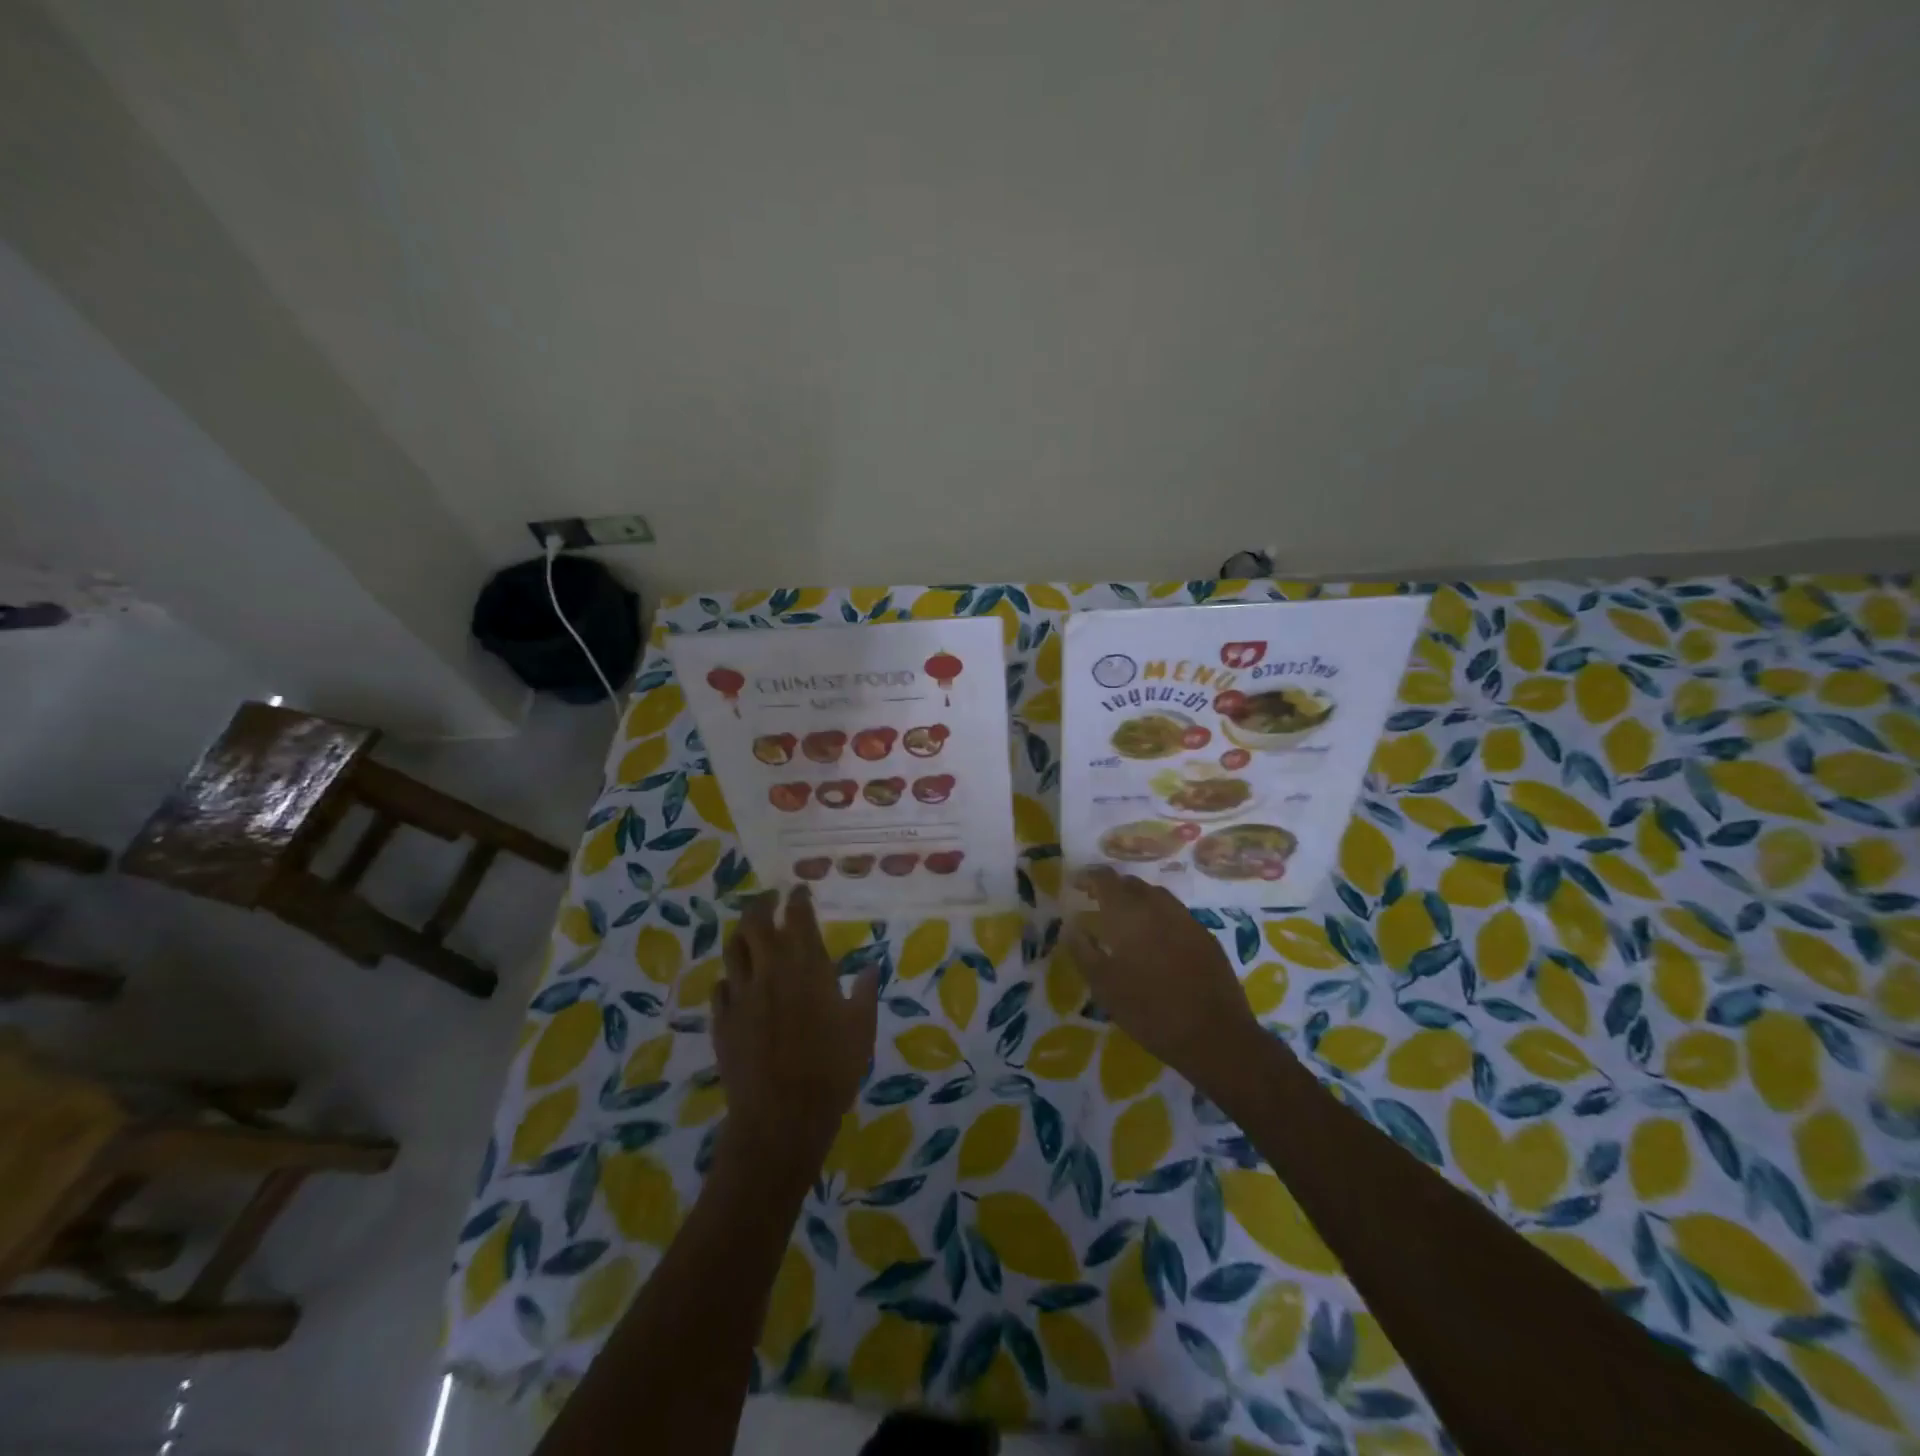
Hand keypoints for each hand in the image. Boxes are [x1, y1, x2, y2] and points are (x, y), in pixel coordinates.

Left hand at [712, 887, 879, 1187]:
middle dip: (762, 904)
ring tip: (750, 931)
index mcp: (807, 967)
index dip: (797, 899)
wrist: (781, 1116)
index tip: (799, 889)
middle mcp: (770, 971)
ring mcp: (741, 995)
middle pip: (755, 922)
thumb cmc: (832, 1069)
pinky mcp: (722, 1021)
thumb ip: (865, 991)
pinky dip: (730, 977)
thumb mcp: (862, 1028)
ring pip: (733, 949)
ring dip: (742, 934)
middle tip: (770, 898)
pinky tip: (736, 982)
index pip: (798, 918)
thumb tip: (870, 965)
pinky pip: (720, 987)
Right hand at [1063, 867, 1261, 1085]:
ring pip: (1156, 896)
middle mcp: (1158, 906)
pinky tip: (1157, 940)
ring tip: (1126, 920)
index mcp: (1129, 913)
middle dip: (1113, 888)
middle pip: (1132, 883)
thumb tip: (1071, 925)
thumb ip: (1083, 950)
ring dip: (1138, 900)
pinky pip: (1176, 914)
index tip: (1075, 884)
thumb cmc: (1149, 1011)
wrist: (1215, 1036)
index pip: (1104, 879)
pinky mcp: (1206, 936)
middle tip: (1098, 904)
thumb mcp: (1104, 986)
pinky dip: (1160, 917)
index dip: (1088, 877)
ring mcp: (1186, 919)